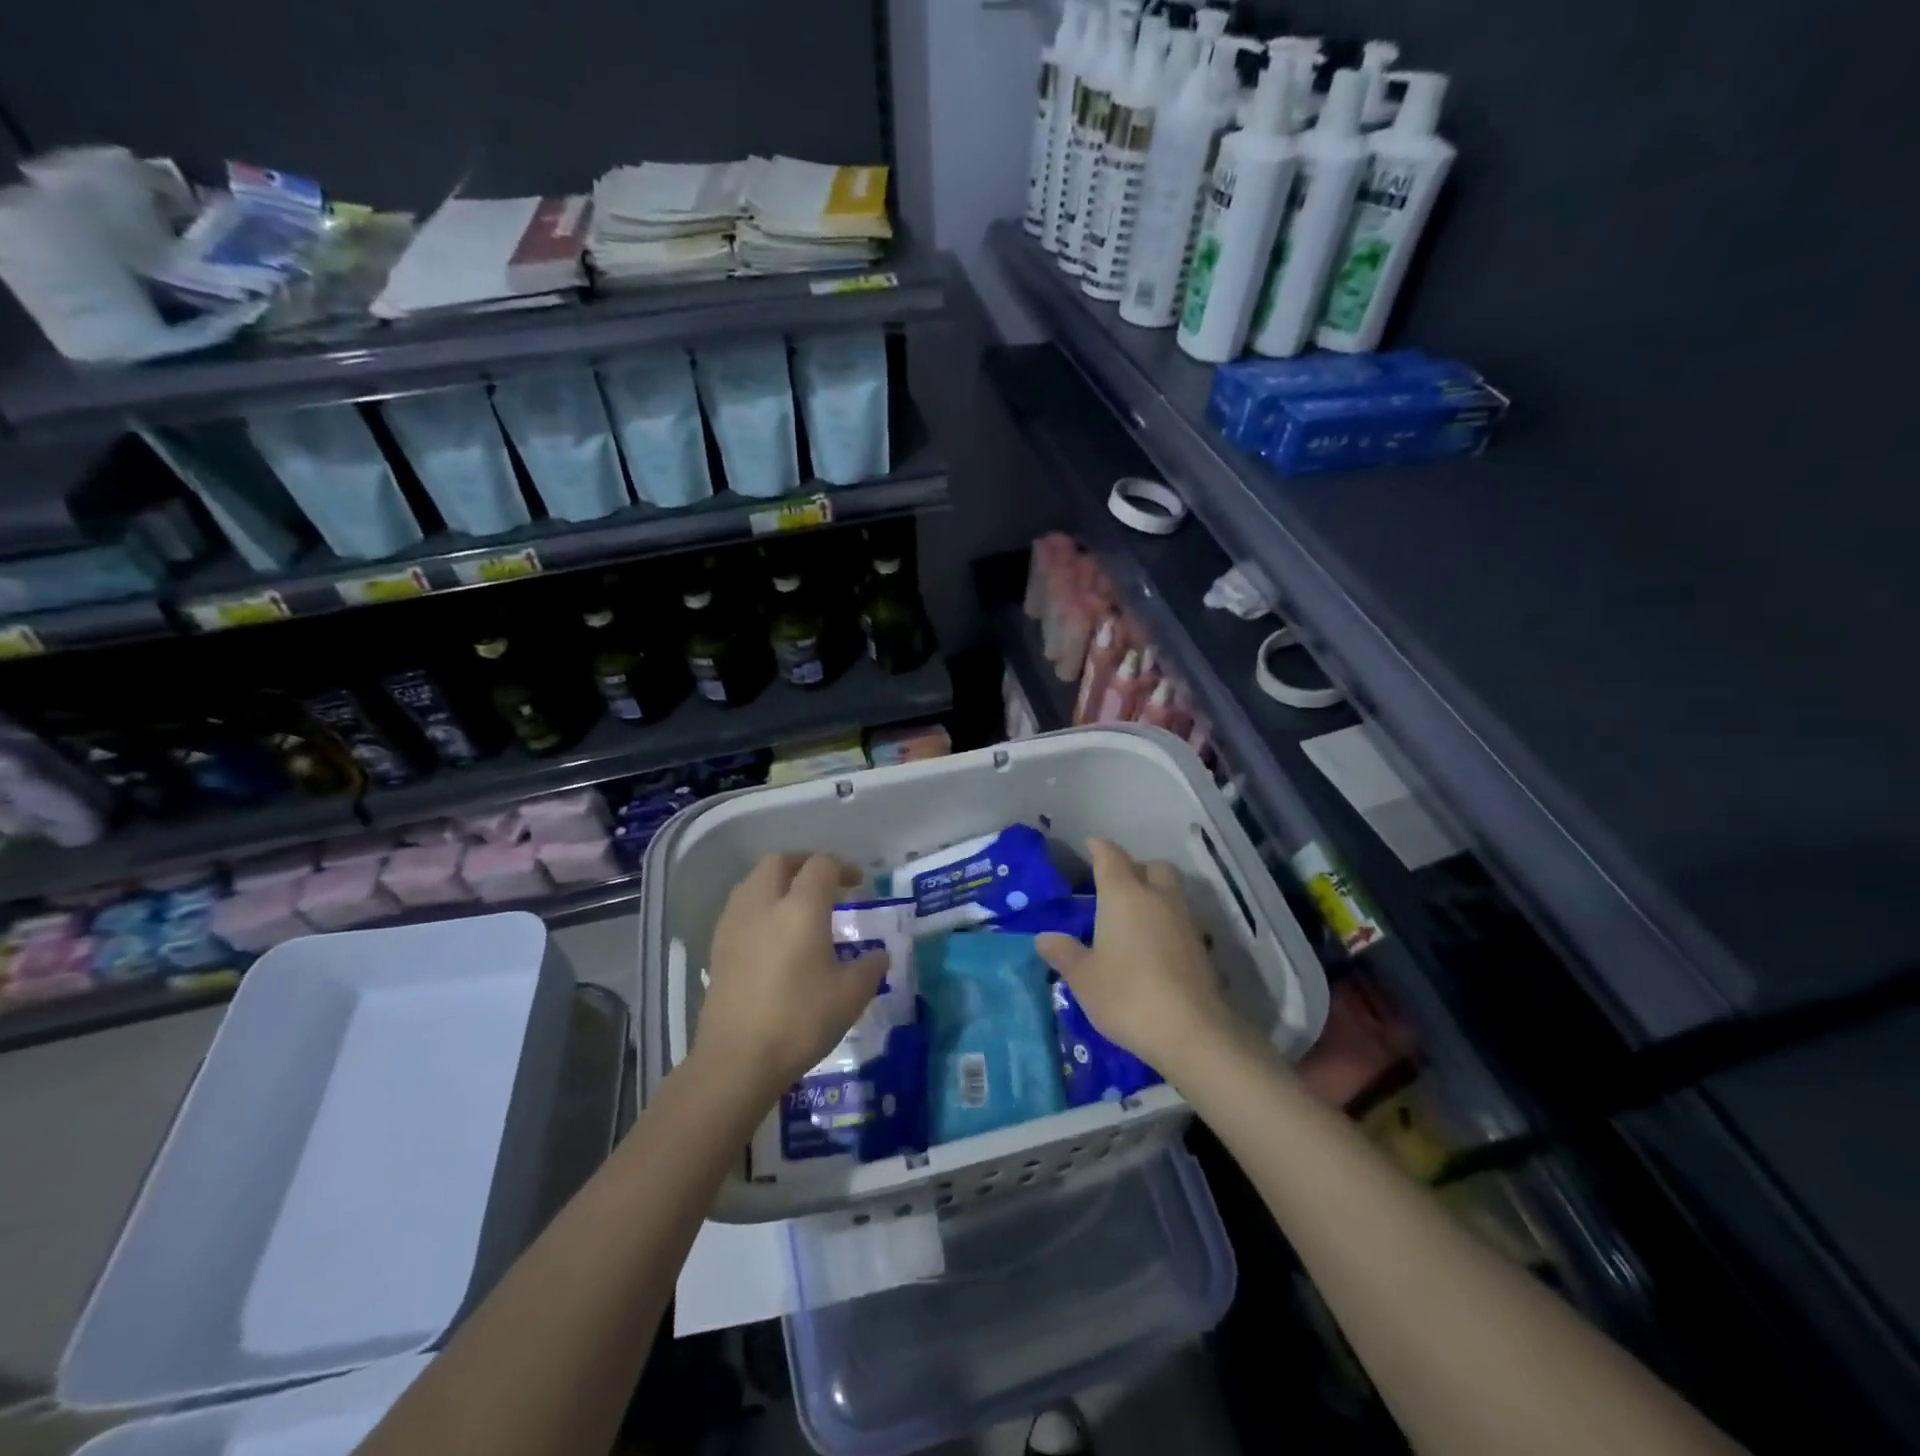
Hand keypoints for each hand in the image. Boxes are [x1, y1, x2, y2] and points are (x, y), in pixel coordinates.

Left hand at [696, 853, 887, 1101]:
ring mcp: (734, 924)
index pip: (821, 865)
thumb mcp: (850, 996)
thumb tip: (878, 955)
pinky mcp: (717, 948)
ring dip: (778, 882)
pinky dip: (759, 907)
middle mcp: (763, 904)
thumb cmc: (799, 1021)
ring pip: (754, 882)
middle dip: (804, 864)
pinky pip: (740, 908)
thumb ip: (870, 968)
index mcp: (800, 907)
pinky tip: (772, 936)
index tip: (857, 883)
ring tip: (797, 906)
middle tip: (824, 883)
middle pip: (779, 862)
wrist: (736, 1060)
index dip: (842, 867)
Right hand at [1036, 838, 1239, 1079]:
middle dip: (1135, 869)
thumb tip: (1044, 938)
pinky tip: (1153, 946)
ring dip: (1154, 895)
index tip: (1091, 845)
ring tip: (1133, 919)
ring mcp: (1185, 921)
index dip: (1099, 848)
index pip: (1110, 857)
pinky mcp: (1201, 946)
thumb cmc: (1126, 995)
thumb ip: (1064, 953)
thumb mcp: (1084, 977)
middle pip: (1151, 867)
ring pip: (1171, 891)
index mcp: (1124, 895)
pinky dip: (1166, 922)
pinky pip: (1181, 919)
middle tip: (1115, 887)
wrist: (1191, 1031)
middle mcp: (1157, 898)